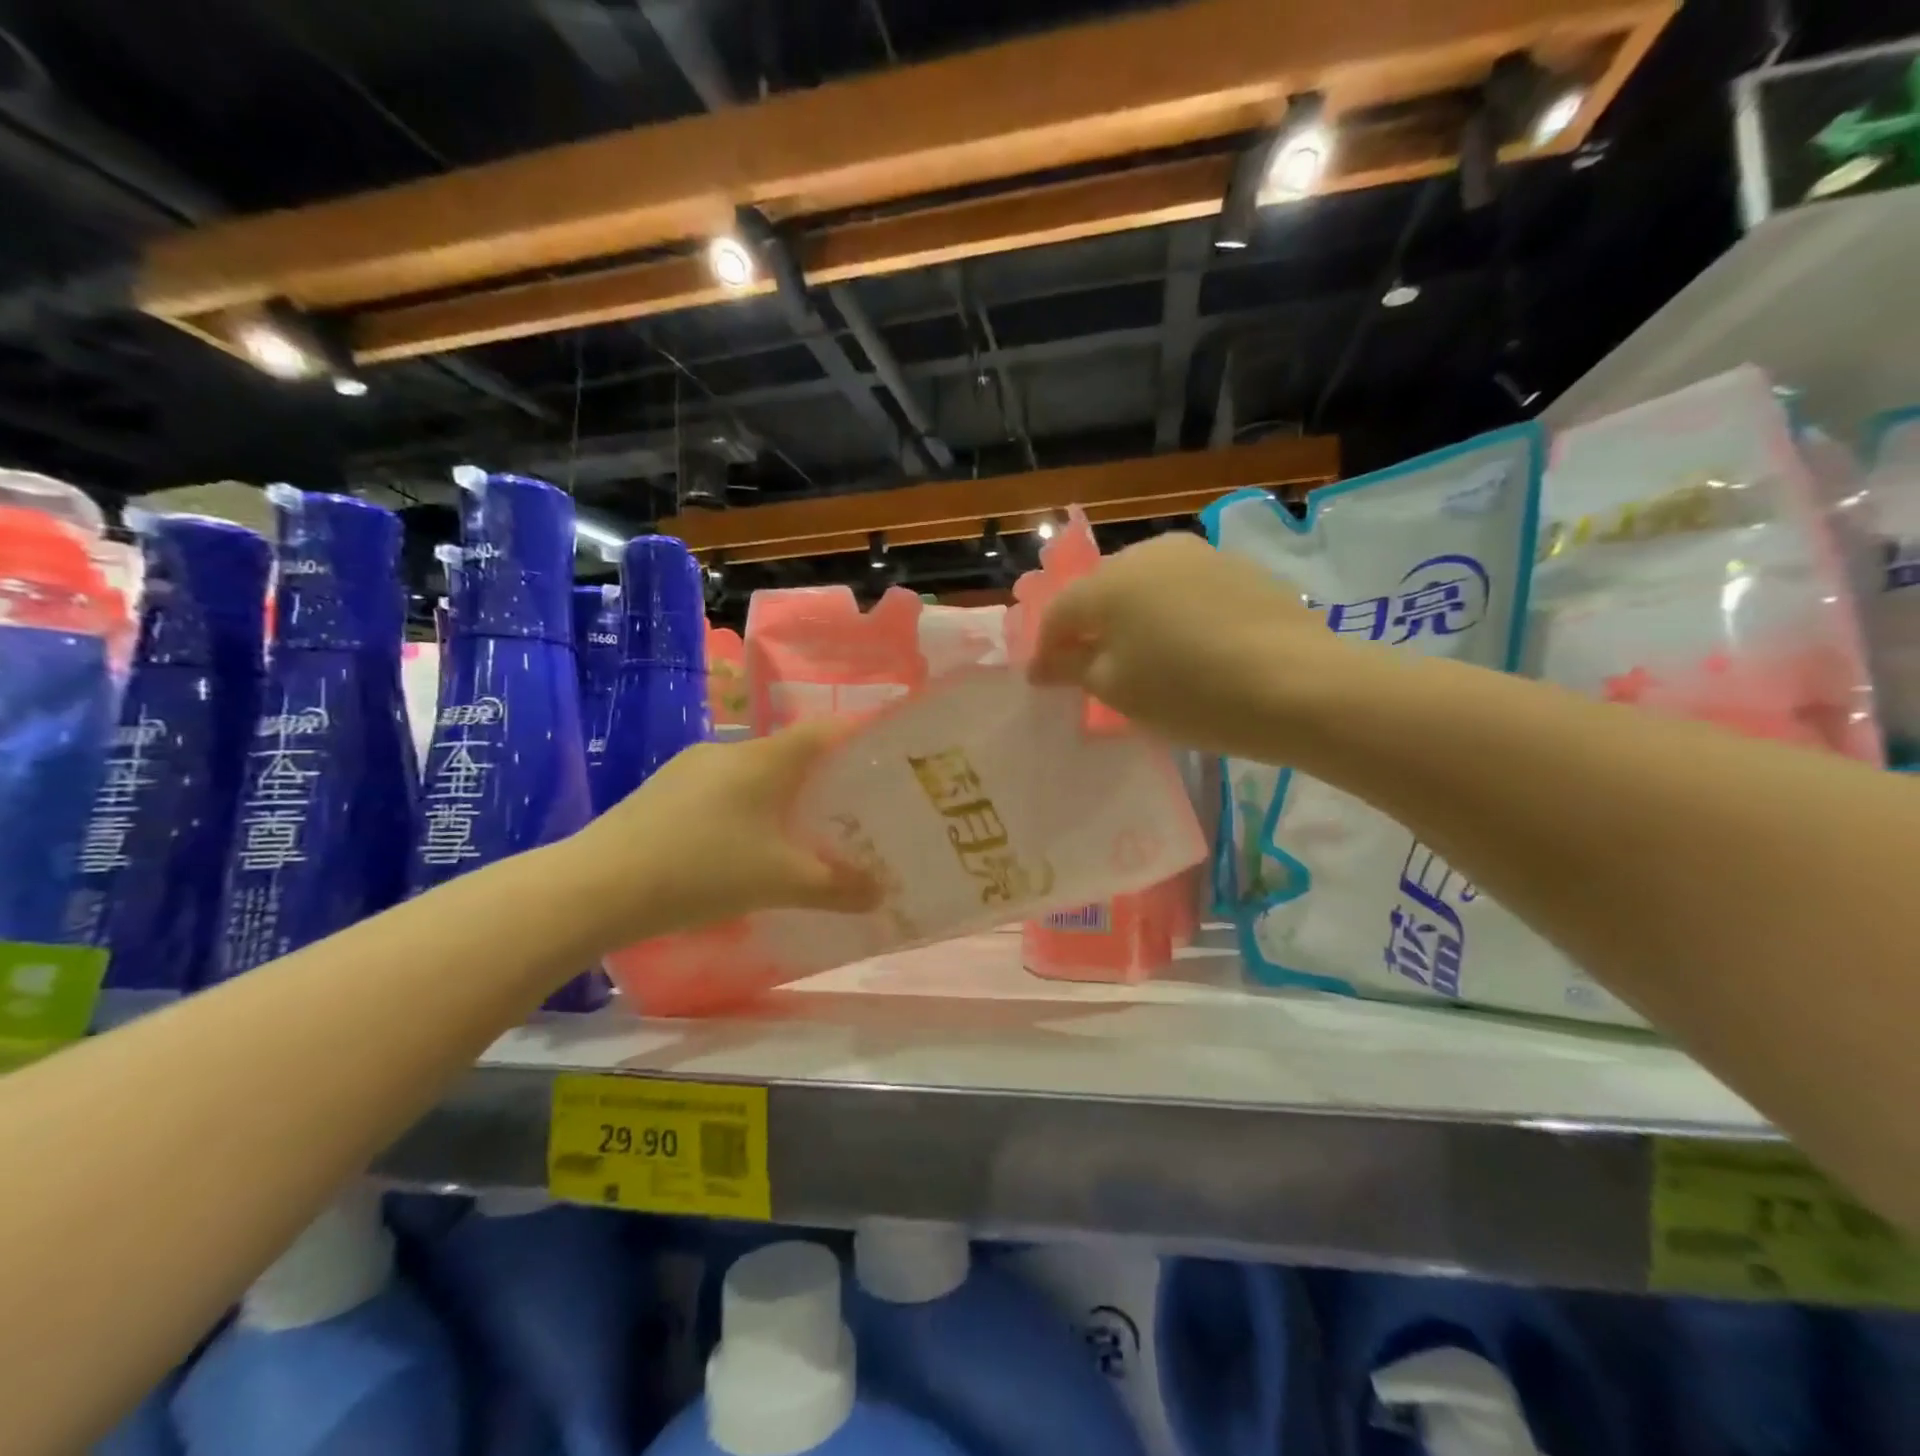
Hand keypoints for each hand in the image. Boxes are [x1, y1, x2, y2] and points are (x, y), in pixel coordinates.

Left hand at [565, 720, 881, 944]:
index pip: (825, 732)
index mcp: (765, 759)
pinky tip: (740, 848)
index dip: (858, 738)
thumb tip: (881, 893)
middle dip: (822, 780)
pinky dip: (744, 810)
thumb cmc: (703, 870)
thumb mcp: (780, 882)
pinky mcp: (662, 791)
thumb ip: (836, 886)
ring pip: (752, 774)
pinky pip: (720, 791)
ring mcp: (690, 768)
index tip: (884, 759)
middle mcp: (729, 751)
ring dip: (779, 797)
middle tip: (848, 810)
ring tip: (797, 834)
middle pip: (790, 754)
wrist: (598, 886)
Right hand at [1029, 533, 1337, 760]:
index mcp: (1110, 582)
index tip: (1045, 682)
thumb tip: (1044, 664)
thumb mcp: (1118, 691)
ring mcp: (1200, 555)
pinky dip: (1173, 615)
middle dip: (1089, 628)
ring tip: (1142, 657)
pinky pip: (1186, 590)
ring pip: (1146, 586)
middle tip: (1091, 668)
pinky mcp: (1240, 569)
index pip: (1059, 612)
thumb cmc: (1189, 693)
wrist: (1299, 685)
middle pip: (1102, 591)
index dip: (1045, 648)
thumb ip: (1073, 669)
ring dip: (1133, 619)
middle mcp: (1150, 553)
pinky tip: (1189, 647)